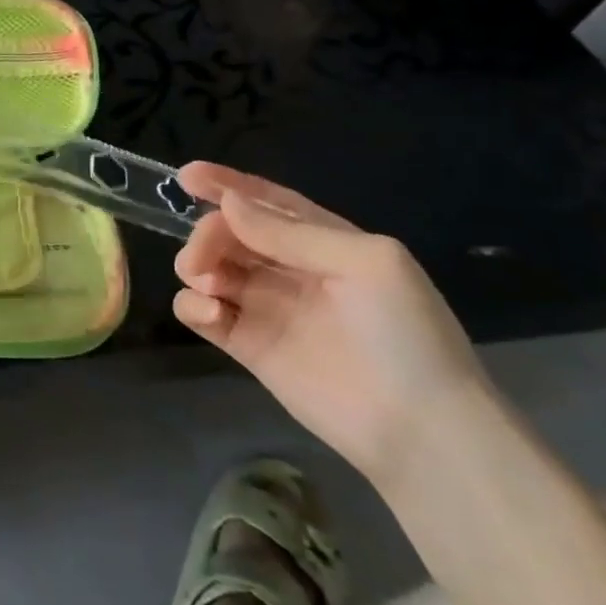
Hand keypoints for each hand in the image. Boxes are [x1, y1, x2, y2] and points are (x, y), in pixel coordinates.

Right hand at [173, 161, 486, 485]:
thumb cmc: (405, 334)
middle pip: (230, 233)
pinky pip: (201, 312)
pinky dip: (193, 306)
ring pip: (209, 268)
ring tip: (208, 285)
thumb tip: (229, 205)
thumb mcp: (365, 264)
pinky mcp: (246, 344)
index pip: (268, 203)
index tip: (187, 177)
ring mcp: (265, 307)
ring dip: (196, 266)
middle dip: (207, 234)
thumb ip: (291, 233)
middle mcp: (290, 269)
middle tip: (200, 260)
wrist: (418, 428)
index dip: (228, 185)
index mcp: (324, 242)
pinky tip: (211, 315)